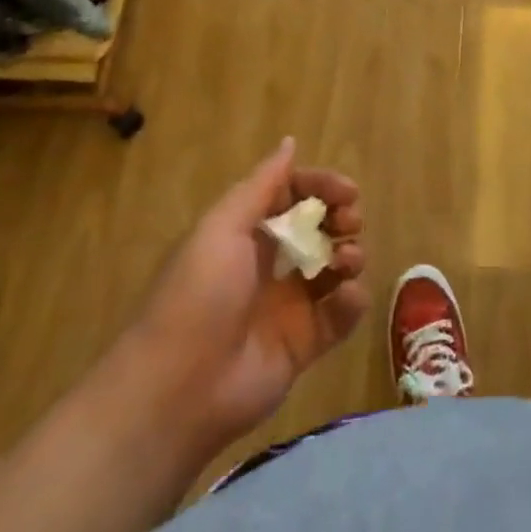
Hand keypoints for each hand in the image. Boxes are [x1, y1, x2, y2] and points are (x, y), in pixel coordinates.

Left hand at [117, 138, 366, 462]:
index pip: (293, 194)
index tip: (348, 192)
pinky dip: (352, 302)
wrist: (178, 389)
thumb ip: (262, 185)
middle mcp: (270, 263)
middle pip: (320, 228)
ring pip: (335, 268)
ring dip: (351, 255)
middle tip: (349, 223)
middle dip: (342, 218)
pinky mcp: (304, 344)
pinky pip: (340, 315)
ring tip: (347, 261)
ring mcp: (289, 305)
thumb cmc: (199, 293)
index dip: (321, 187)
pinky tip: (347, 297)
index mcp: (247, 232)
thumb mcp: (223, 227)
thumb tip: (289, 142)